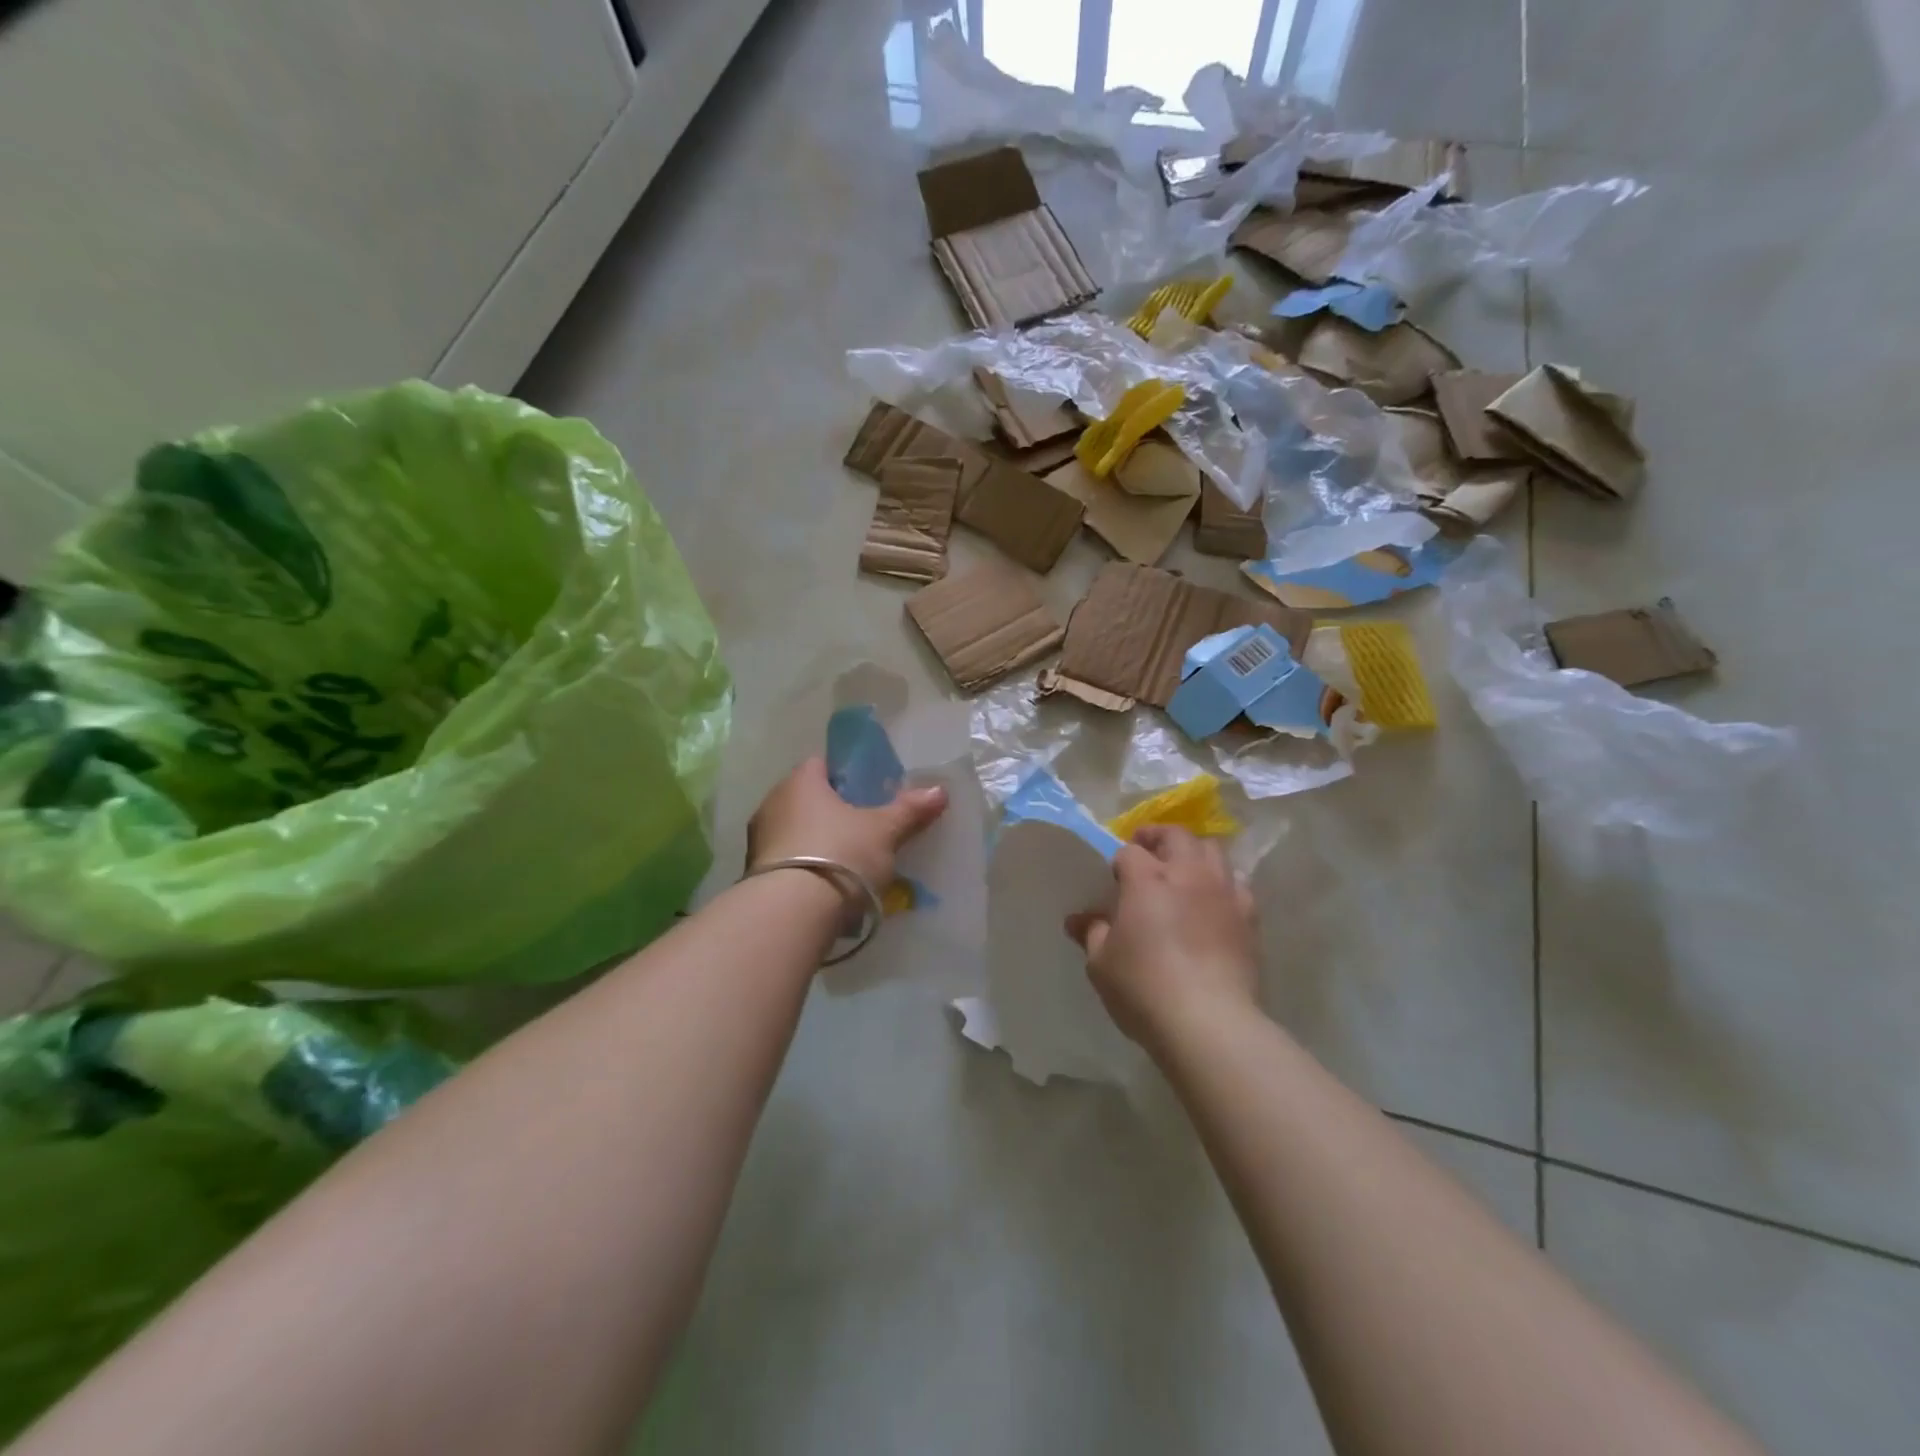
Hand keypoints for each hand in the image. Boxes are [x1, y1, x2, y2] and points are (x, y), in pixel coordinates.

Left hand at [746, 756, 946, 892]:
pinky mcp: (754, 875)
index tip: (868, 791)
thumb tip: (940, 790)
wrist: (791, 914)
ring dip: (817, 841)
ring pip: (795, 831)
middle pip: (807, 798)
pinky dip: (806, 868)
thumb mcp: (884, 832)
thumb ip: (909, 810)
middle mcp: (772, 803)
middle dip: (832, 811)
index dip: (846, 775)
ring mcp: (759, 840)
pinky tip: (828, 886)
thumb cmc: (840, 854)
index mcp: (800, 782)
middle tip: (864, 828)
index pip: (821, 764)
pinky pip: (787, 861)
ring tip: (849, 862)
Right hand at [1066, 825, 1259, 1049]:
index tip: (1114, 880)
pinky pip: (1237, 884)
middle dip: (1159, 838)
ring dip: (1194, 854)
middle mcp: (1188, 874)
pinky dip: (1223, 884)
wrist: (1209, 1022)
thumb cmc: (1144, 987)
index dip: (1119, 861)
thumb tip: (1077, 920)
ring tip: (1183, 872)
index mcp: (1147, 878)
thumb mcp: (1101, 964)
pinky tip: (1213, 903)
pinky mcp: (1249, 917)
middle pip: (1177, 836)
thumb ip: (1092, 933)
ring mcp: (1223, 893)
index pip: (1129, 852)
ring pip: (1213, 851)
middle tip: (1147, 853)